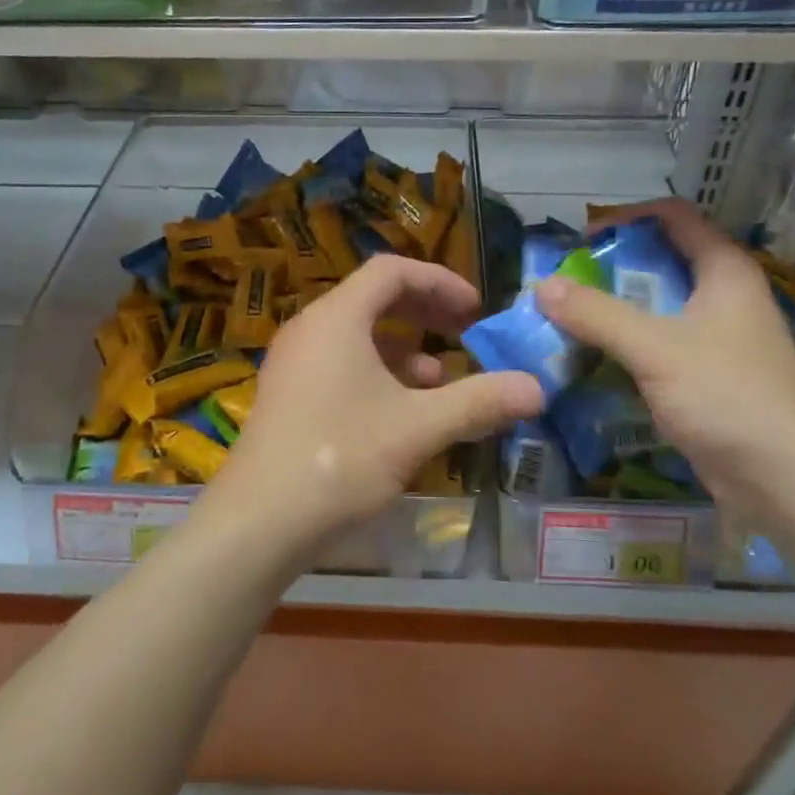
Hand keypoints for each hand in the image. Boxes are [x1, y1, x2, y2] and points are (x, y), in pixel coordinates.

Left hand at [211, 255, 544, 552]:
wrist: (258, 522)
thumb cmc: (339, 459)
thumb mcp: (417, 428)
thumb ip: (478, 402)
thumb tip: (536, 388)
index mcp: (337, 318)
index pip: (392, 271)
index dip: (439, 281)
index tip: (474, 309)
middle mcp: (310, 329)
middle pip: (373, 298)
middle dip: (424, 312)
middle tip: (463, 332)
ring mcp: (294, 362)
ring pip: (357, 334)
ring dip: (403, 347)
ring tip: (439, 379)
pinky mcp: (288, 394)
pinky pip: (340, 362)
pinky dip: (377, 372)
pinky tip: (400, 411)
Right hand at [535, 198, 794, 508]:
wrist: (786, 479)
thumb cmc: (727, 396)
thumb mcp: (655, 348)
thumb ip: (597, 314)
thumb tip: (542, 287)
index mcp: (724, 271)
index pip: (674, 217)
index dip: (628, 218)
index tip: (582, 240)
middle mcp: (723, 296)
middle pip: (661, 262)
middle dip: (610, 270)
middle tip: (563, 284)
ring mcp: (717, 338)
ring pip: (657, 307)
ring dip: (613, 310)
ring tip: (566, 320)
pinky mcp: (707, 376)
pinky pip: (658, 345)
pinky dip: (625, 345)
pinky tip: (592, 359)